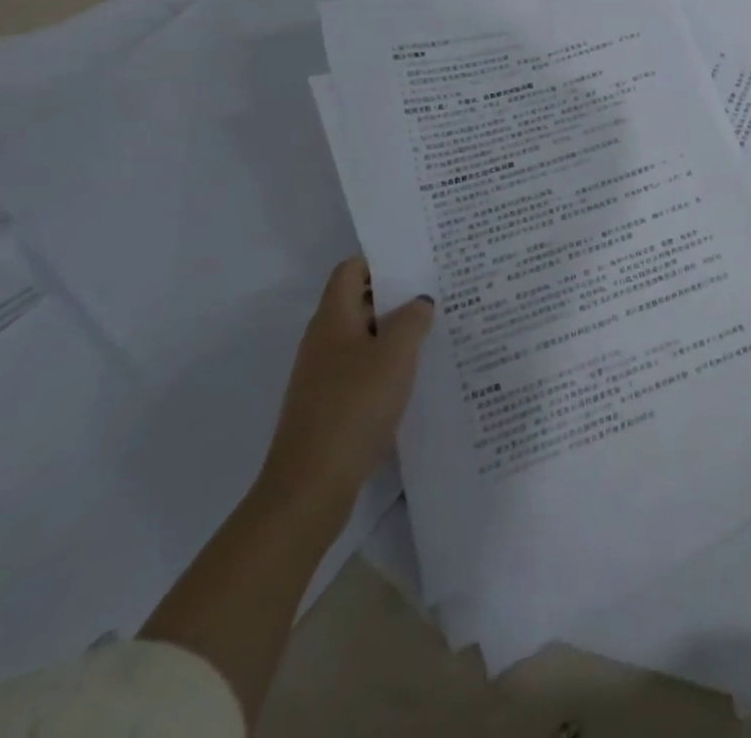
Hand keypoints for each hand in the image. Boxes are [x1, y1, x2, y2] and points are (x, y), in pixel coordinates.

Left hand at [258, 257, 434, 513]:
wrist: (310, 487)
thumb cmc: (354, 407)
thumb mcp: (395, 354)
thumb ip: (412, 319)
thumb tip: (419, 301)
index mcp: (332, 319)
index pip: (351, 270)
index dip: (382, 261)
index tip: (419, 262)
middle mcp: (323, 341)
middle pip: (359, 302)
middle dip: (397, 296)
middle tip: (439, 293)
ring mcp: (324, 376)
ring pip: (365, 338)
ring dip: (396, 333)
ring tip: (437, 332)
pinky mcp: (330, 406)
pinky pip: (364, 370)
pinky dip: (389, 365)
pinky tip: (417, 376)